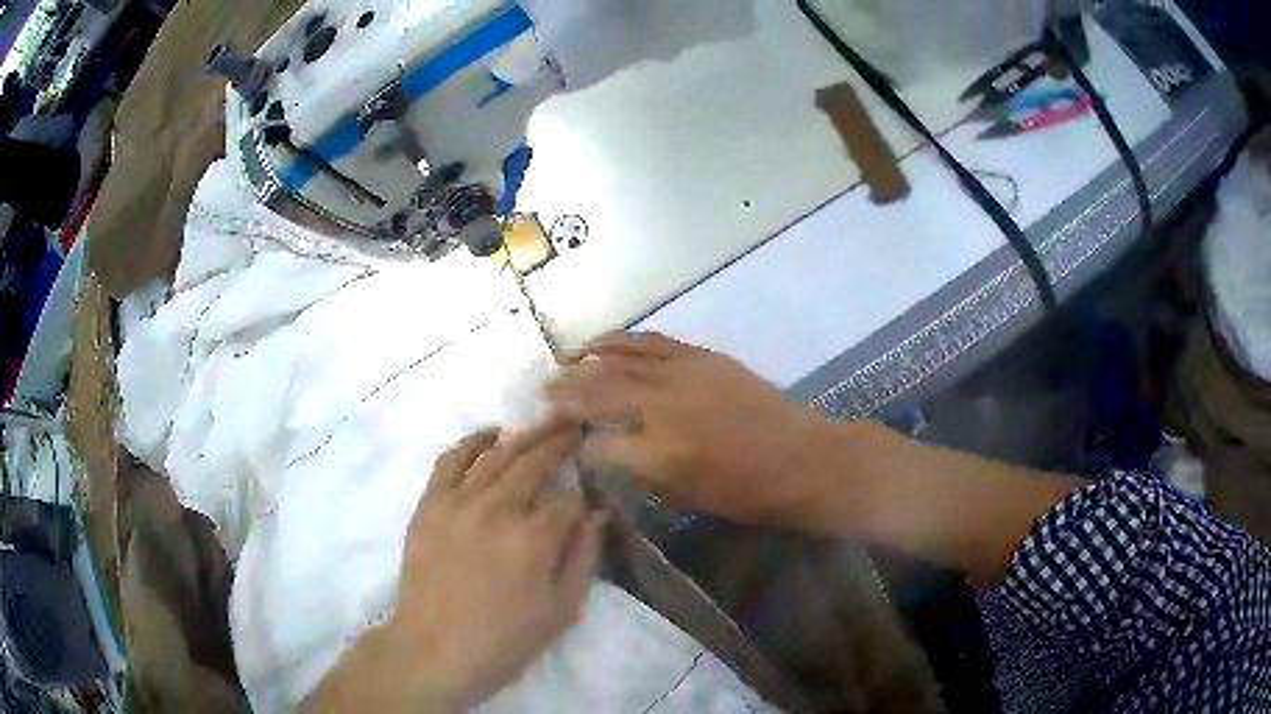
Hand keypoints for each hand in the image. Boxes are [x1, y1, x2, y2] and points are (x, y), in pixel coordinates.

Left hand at [304, 423, 605, 712]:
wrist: (435, 649)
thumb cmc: (504, 640)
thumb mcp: (560, 611)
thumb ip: (582, 558)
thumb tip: (597, 515)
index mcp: (534, 539)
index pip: (568, 499)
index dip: (582, 496)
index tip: (588, 495)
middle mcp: (497, 508)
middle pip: (534, 462)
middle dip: (560, 443)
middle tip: (575, 426)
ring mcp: (459, 502)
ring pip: (497, 454)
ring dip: (524, 435)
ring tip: (543, 423)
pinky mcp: (430, 504)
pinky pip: (451, 459)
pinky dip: (472, 441)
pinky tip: (490, 434)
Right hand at [546, 333, 838, 527]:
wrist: (801, 460)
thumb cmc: (746, 493)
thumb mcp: (686, 497)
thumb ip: (642, 471)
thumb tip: (611, 452)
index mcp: (657, 454)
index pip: (597, 447)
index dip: (577, 449)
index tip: (567, 448)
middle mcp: (661, 408)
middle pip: (598, 396)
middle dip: (565, 397)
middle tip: (542, 396)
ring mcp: (681, 376)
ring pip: (619, 363)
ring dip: (584, 363)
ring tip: (560, 364)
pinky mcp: (700, 357)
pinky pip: (651, 341)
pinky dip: (621, 341)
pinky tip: (600, 343)